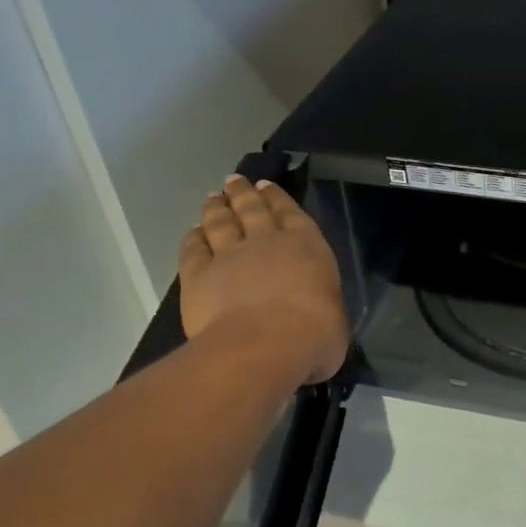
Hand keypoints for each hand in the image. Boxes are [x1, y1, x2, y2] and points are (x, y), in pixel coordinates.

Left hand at [179, 174, 347, 384]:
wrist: (264, 345)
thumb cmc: (313, 335)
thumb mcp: (333, 318)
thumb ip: (320, 305)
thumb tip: (316, 317)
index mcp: (306, 245)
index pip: (290, 212)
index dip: (276, 197)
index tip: (265, 185)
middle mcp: (266, 241)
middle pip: (251, 209)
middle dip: (242, 193)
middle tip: (233, 181)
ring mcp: (229, 255)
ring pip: (220, 222)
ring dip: (216, 208)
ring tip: (213, 198)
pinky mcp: (198, 274)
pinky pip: (193, 249)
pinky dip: (193, 238)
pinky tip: (192, 233)